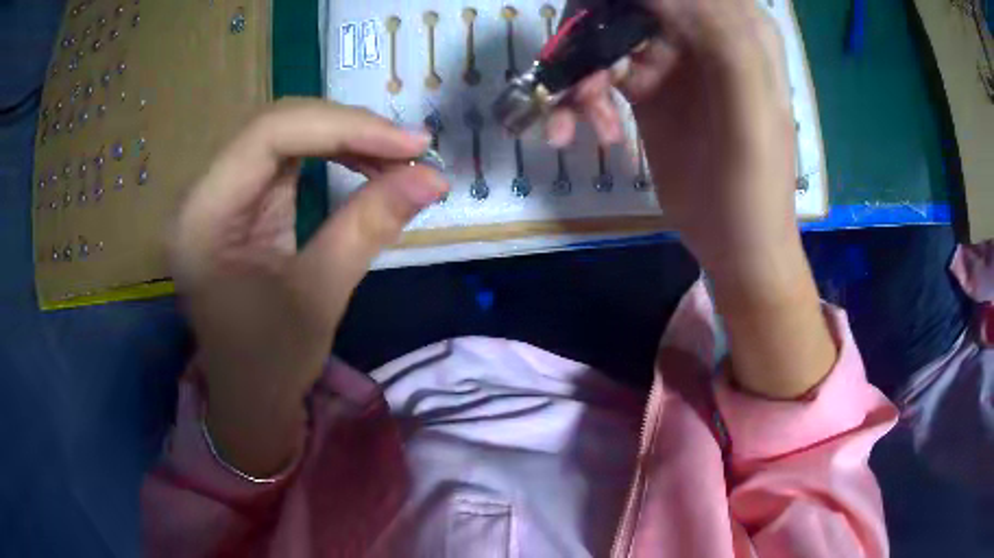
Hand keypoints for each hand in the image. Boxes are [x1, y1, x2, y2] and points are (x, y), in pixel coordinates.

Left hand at [172, 99, 446, 475]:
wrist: (249, 397)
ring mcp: (220, 194)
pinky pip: (288, 157)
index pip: (269, 136)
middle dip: (348, 129)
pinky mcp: (240, 201)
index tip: (411, 145)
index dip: (343, 127)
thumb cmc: (271, 363)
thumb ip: (369, 227)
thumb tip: (434, 177)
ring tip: (397, 157)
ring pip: (285, 134)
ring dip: (344, 137)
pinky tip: (367, 164)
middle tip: (411, 149)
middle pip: (276, 126)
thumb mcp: (319, 298)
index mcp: (202, 219)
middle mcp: (202, 194)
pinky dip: (333, 154)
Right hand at [550, 1, 835, 397]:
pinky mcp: (646, 87)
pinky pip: (599, 72)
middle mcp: (700, 31)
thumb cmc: (753, 189)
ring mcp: (670, 58)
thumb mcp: (750, 114)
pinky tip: (594, 133)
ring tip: (575, 121)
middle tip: (580, 79)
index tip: (599, 30)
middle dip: (590, 34)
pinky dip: (582, 99)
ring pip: (604, 35)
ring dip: (578, 74)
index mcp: (738, 27)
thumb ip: (722, 42)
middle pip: (627, 5)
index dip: (625, 3)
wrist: (736, 244)